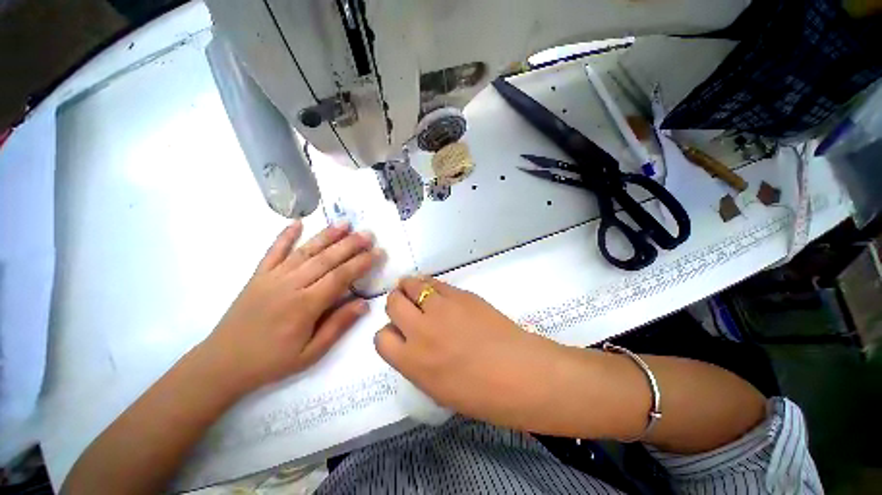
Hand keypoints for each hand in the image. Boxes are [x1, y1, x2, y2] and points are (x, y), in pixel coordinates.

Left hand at [199, 220, 381, 392]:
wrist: (223, 364)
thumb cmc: (271, 361)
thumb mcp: (311, 353)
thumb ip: (338, 326)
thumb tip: (364, 304)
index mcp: (305, 305)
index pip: (341, 277)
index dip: (362, 263)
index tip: (378, 252)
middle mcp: (291, 285)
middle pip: (326, 259)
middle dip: (350, 244)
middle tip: (368, 234)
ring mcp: (272, 277)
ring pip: (305, 251)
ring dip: (326, 235)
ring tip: (345, 223)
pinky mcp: (258, 276)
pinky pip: (273, 251)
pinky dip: (285, 235)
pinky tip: (297, 222)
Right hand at [374, 276, 568, 429]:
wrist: (518, 372)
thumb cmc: (480, 393)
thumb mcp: (436, 388)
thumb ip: (417, 363)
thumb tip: (413, 341)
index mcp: (411, 362)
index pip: (381, 338)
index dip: (389, 333)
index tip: (400, 333)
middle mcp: (420, 330)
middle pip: (393, 303)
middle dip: (396, 303)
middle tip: (406, 306)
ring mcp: (440, 308)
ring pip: (410, 285)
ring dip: (409, 287)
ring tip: (415, 291)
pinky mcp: (459, 294)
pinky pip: (434, 282)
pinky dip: (429, 284)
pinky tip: (434, 289)